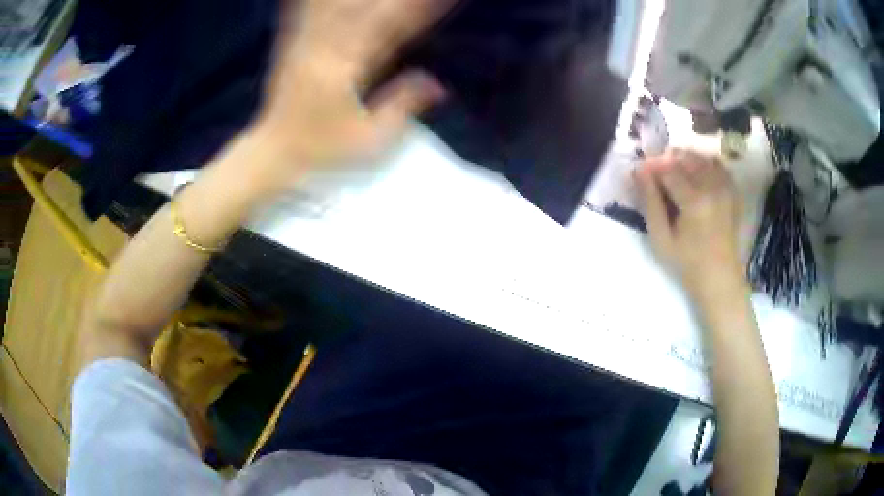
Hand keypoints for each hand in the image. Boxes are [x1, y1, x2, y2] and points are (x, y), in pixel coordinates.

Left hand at [245, 0, 452, 187]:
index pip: (388, 27)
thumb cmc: (322, 150)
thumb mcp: (369, 139)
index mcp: (344, 68)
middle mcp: (324, 49)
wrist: (273, 152)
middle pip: (364, 9)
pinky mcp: (293, 47)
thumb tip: (438, 84)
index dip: (414, 9)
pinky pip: (306, 14)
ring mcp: (305, 45)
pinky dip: (315, 2)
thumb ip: (402, 106)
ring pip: (336, 7)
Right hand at [636, 149, 742, 295]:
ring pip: (701, 158)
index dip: (651, 167)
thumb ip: (650, 202)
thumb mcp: (661, 239)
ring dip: (685, 160)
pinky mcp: (732, 192)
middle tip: (657, 177)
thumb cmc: (687, 263)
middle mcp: (712, 187)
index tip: (641, 175)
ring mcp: (725, 188)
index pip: (668, 168)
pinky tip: (696, 176)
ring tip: (675, 175)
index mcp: (694, 200)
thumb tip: (639, 171)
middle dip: (667, 160)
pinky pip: (718, 166)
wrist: (720, 278)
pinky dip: (704, 163)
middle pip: (685, 157)